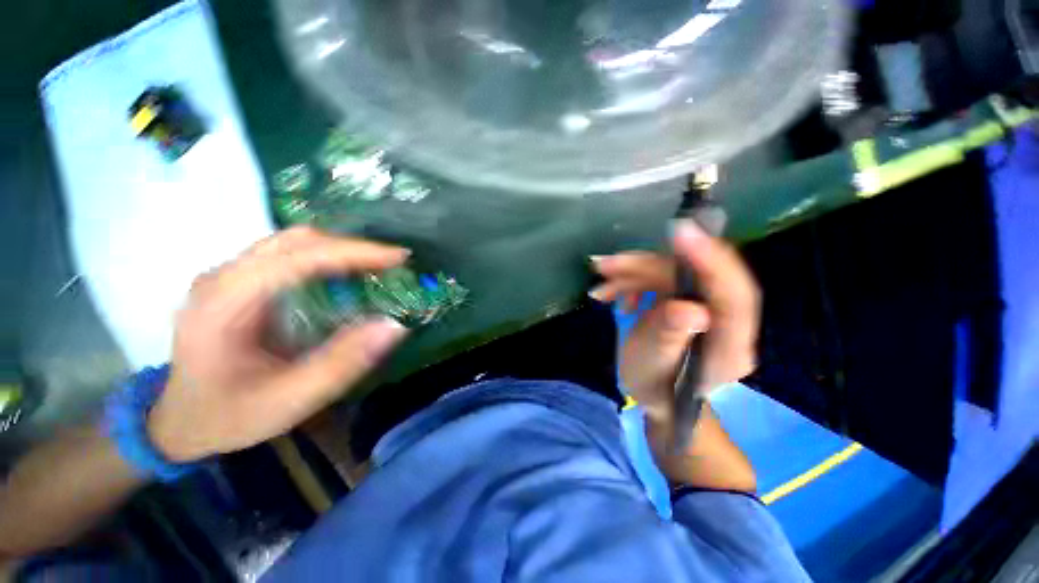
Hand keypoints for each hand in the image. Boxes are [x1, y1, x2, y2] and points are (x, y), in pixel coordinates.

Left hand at [148, 227, 410, 461]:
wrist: (178, 423)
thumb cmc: (228, 416)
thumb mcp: (289, 401)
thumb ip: (342, 363)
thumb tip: (395, 326)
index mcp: (225, 302)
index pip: (299, 257)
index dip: (355, 253)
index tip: (398, 258)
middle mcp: (223, 277)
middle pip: (296, 241)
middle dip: (352, 248)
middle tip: (392, 264)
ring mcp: (228, 276)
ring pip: (293, 243)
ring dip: (340, 250)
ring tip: (377, 267)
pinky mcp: (238, 282)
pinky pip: (289, 256)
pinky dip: (326, 258)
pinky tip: (345, 275)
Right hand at [592, 221, 759, 425]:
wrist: (655, 395)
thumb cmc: (655, 389)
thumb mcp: (654, 368)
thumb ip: (670, 337)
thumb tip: (690, 309)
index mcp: (730, 344)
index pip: (733, 294)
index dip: (711, 260)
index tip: (681, 232)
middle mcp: (725, 319)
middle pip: (691, 276)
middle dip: (645, 267)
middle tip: (605, 266)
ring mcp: (704, 306)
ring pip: (671, 274)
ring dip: (631, 274)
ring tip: (600, 285)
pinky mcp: (686, 299)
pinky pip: (659, 279)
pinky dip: (631, 282)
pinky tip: (611, 294)